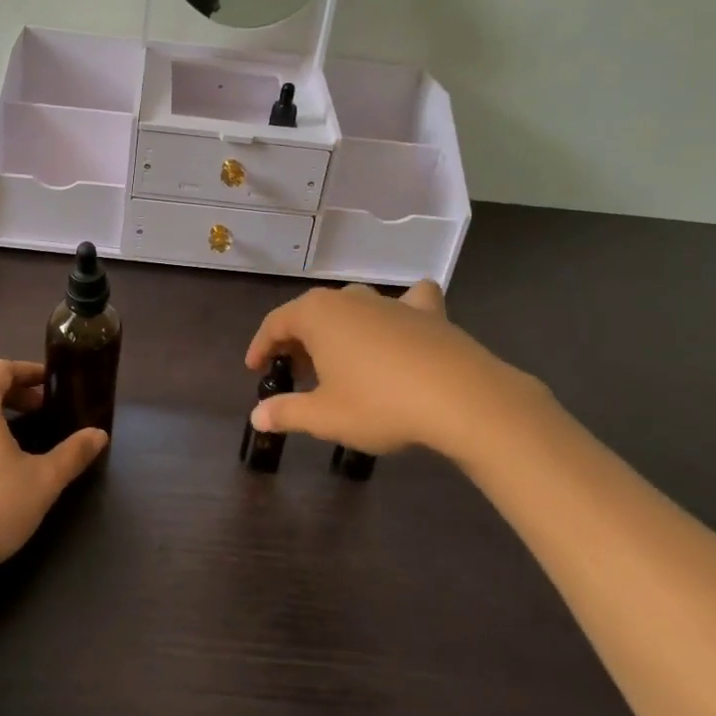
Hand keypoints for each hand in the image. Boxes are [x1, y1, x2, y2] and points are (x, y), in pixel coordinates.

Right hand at [244, 281, 540, 458]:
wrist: (460, 397)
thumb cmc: (379, 403)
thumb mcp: (325, 416)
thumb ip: (286, 412)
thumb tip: (257, 416)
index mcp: (317, 315)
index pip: (276, 323)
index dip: (261, 346)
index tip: (255, 369)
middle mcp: (350, 299)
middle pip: (312, 313)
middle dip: (298, 341)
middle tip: (294, 373)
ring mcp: (391, 302)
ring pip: (354, 308)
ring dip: (340, 330)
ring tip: (339, 361)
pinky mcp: (429, 313)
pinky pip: (409, 302)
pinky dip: (401, 310)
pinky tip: (405, 322)